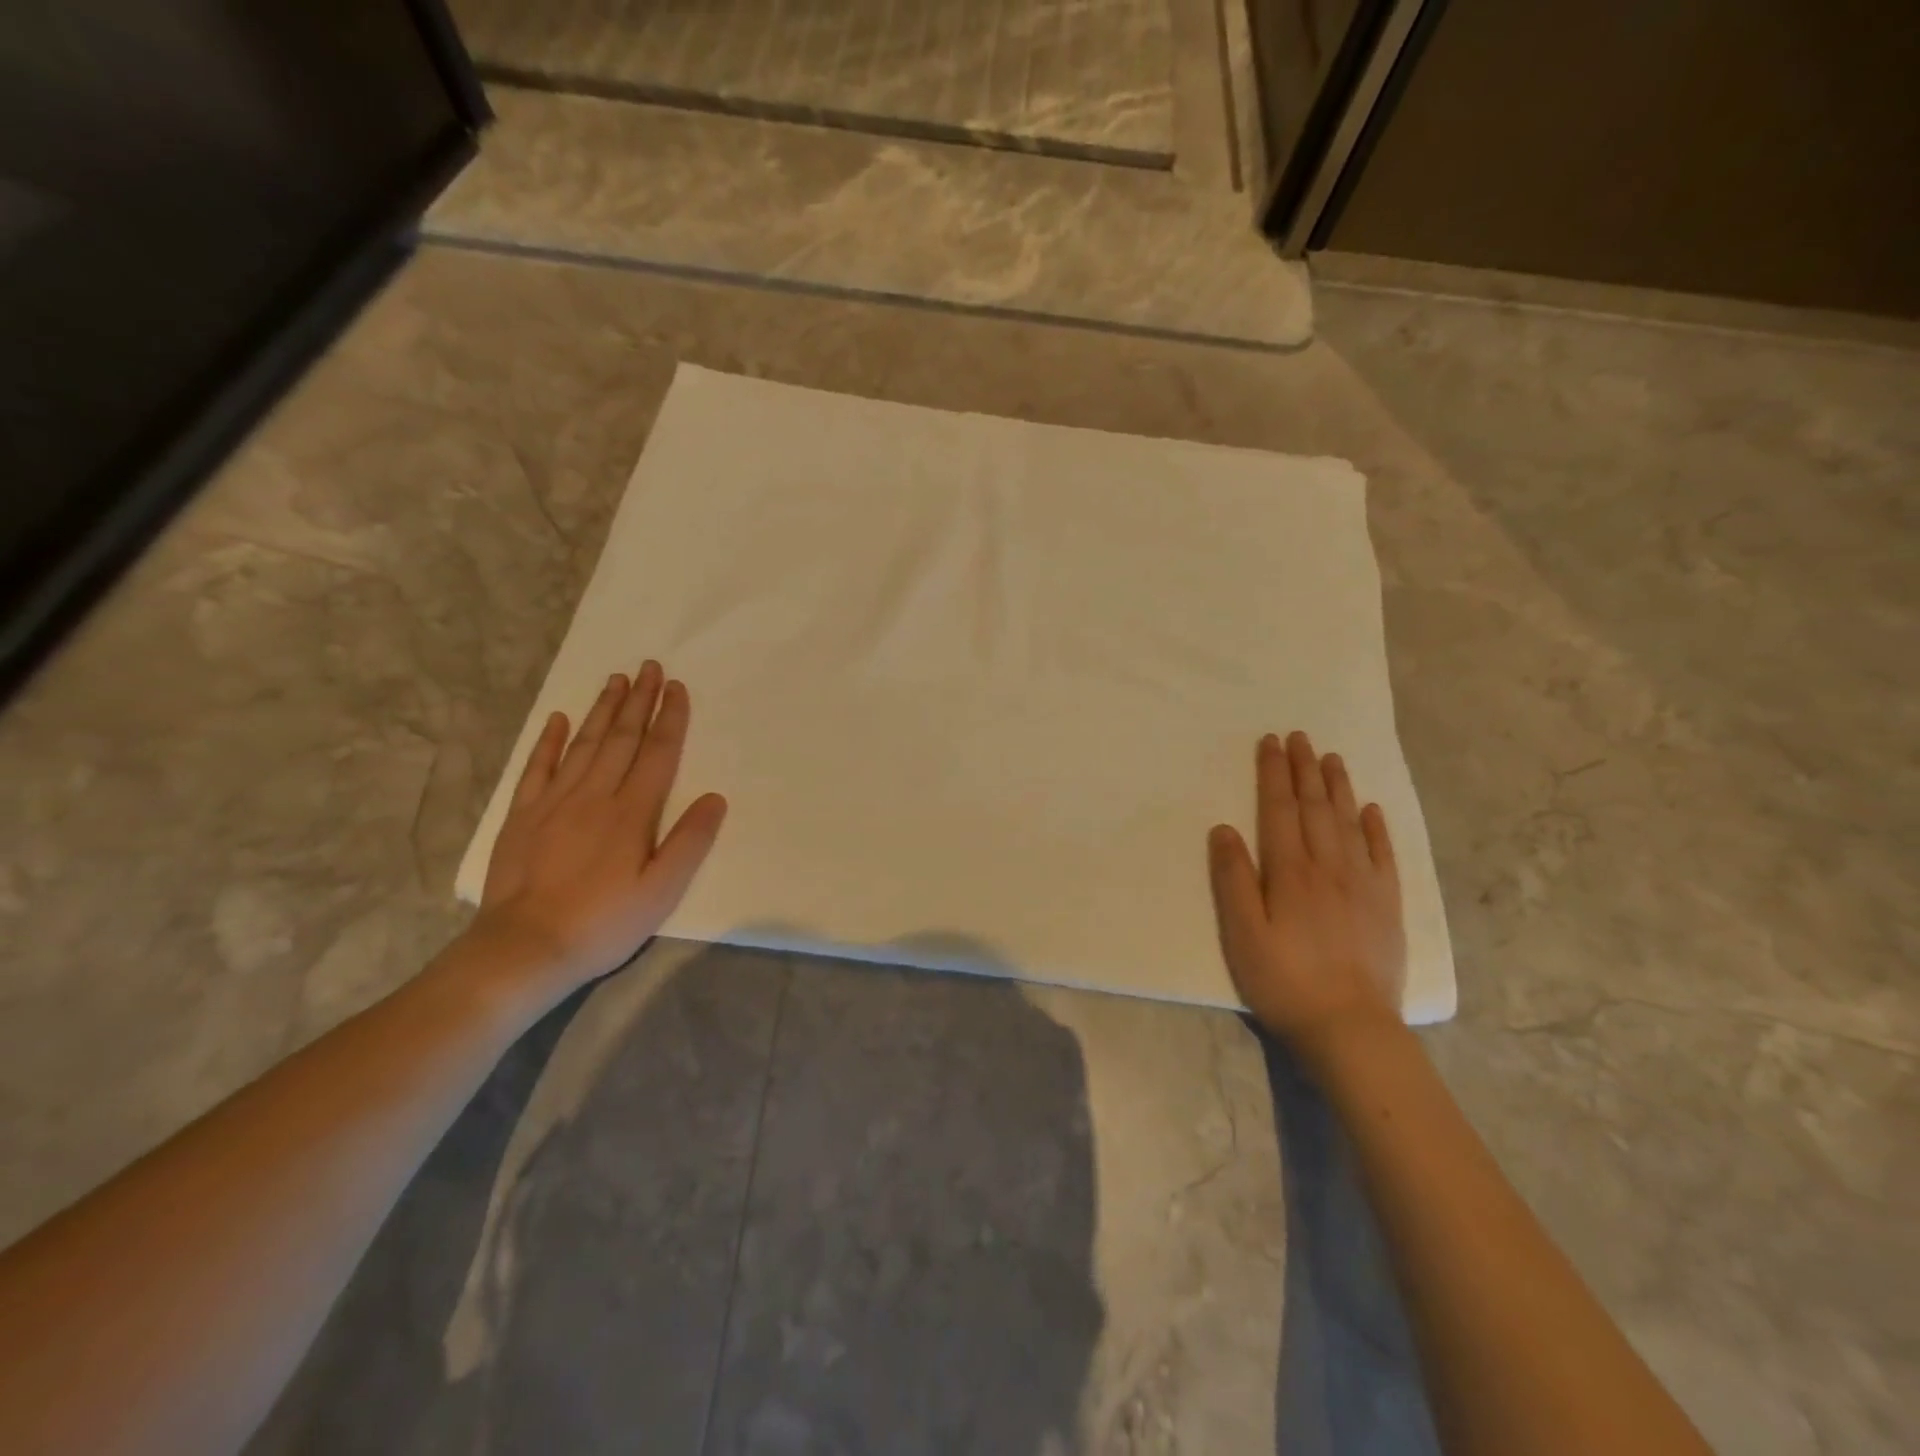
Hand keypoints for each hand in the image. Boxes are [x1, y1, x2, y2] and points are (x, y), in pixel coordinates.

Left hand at [470, 660, 727, 994]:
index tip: (677, 687)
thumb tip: (715, 798)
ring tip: (616, 680)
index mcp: (632, 813)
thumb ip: (689, 842)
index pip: (658, 754)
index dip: (670, 718)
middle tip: (649, 667)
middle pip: (622, 739)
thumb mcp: (661, 891)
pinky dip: (548, 741)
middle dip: (639, 701)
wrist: (524, 948)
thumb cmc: (603, 923)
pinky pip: (537, 767)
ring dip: (602, 710)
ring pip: (583, 744)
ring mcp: (554, 802)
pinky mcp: (522, 816)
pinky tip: (557, 719)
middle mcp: (594, 796)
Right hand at [1207, 731, 1405, 1056]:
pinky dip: (1376, 828)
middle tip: (1299, 736)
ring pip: (1349, 823)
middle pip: (1315, 807)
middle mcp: (1329, 867)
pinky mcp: (1387, 906)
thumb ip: (1232, 879)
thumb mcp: (1241, 934)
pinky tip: (1371, 810)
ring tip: (1331, 758)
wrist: (1350, 1029)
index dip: (1274, 774)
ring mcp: (1364, 885)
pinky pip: (1384, 855)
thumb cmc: (1284, 981)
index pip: (1280, 810)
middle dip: (1305, 769)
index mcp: (1290, 872)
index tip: (1270, 742)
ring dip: (1338, 787)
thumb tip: (1223, 828)